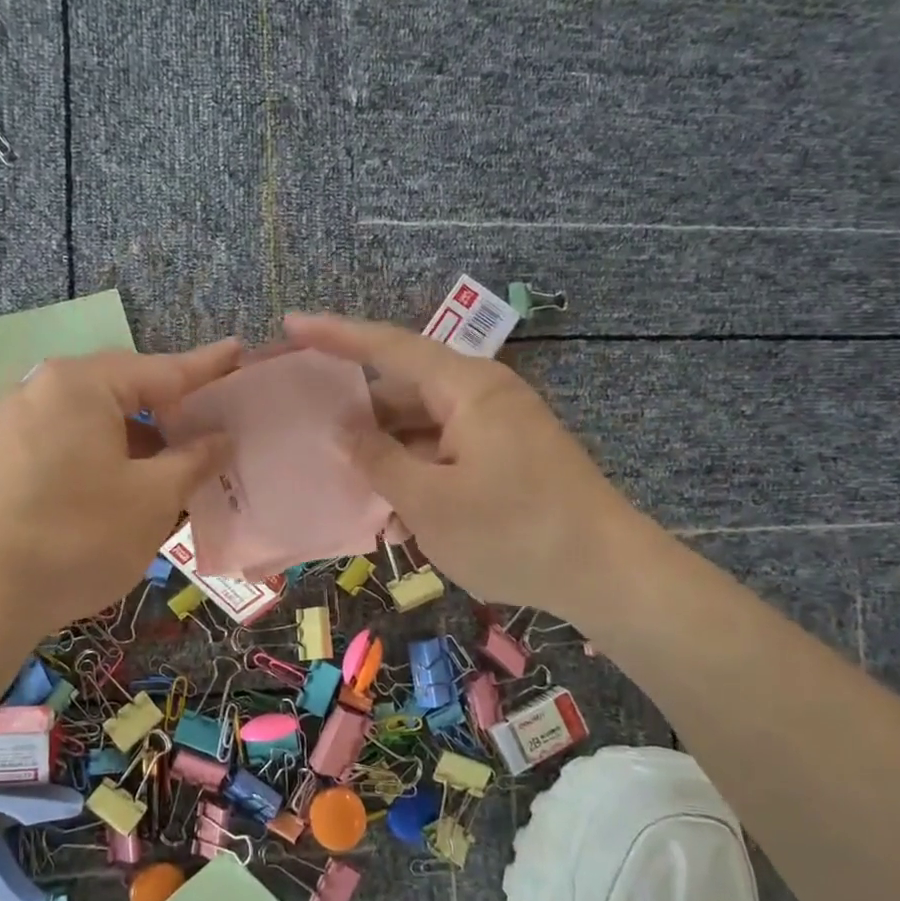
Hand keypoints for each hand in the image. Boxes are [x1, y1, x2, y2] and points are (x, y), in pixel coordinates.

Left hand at [0, 342, 239, 637]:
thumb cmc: (77, 536)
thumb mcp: (153, 499)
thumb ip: (193, 459)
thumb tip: (220, 438)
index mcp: (81, 384)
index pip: (162, 369)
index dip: (207, 368)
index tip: (240, 352)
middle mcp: (43, 390)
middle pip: (124, 391)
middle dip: (171, 411)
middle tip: (214, 427)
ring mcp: (15, 425)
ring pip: (96, 422)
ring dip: (139, 441)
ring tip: (177, 467)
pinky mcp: (2, 460)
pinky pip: (69, 444)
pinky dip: (106, 458)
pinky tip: (128, 489)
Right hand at [283, 314, 633, 612]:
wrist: (607, 574)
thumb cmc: (513, 532)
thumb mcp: (429, 502)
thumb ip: (379, 460)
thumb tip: (345, 430)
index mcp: (466, 388)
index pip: (389, 346)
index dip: (335, 335)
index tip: (291, 326)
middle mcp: (483, 396)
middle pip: (404, 388)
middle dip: (357, 410)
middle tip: (306, 421)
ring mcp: (499, 428)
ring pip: (424, 427)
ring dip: (387, 453)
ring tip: (343, 479)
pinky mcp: (508, 459)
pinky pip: (447, 453)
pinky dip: (417, 473)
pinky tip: (393, 512)